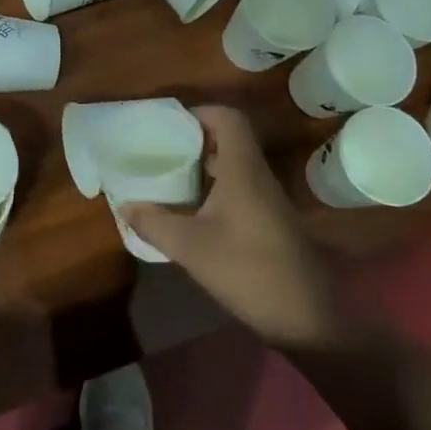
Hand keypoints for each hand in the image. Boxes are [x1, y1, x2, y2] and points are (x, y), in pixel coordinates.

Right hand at [120, 106, 344, 350]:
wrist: (305, 317)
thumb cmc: (247, 269)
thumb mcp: (190, 247)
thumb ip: (154, 223)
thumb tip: (125, 206)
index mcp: (242, 170)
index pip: (228, 118)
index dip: (199, 112)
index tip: (168, 125)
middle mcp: (256, 176)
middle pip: (228, 139)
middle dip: (193, 140)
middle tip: (160, 150)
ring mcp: (266, 200)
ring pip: (232, 166)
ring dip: (202, 166)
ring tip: (168, 177)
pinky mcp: (268, 221)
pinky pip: (238, 189)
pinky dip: (212, 189)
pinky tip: (190, 211)